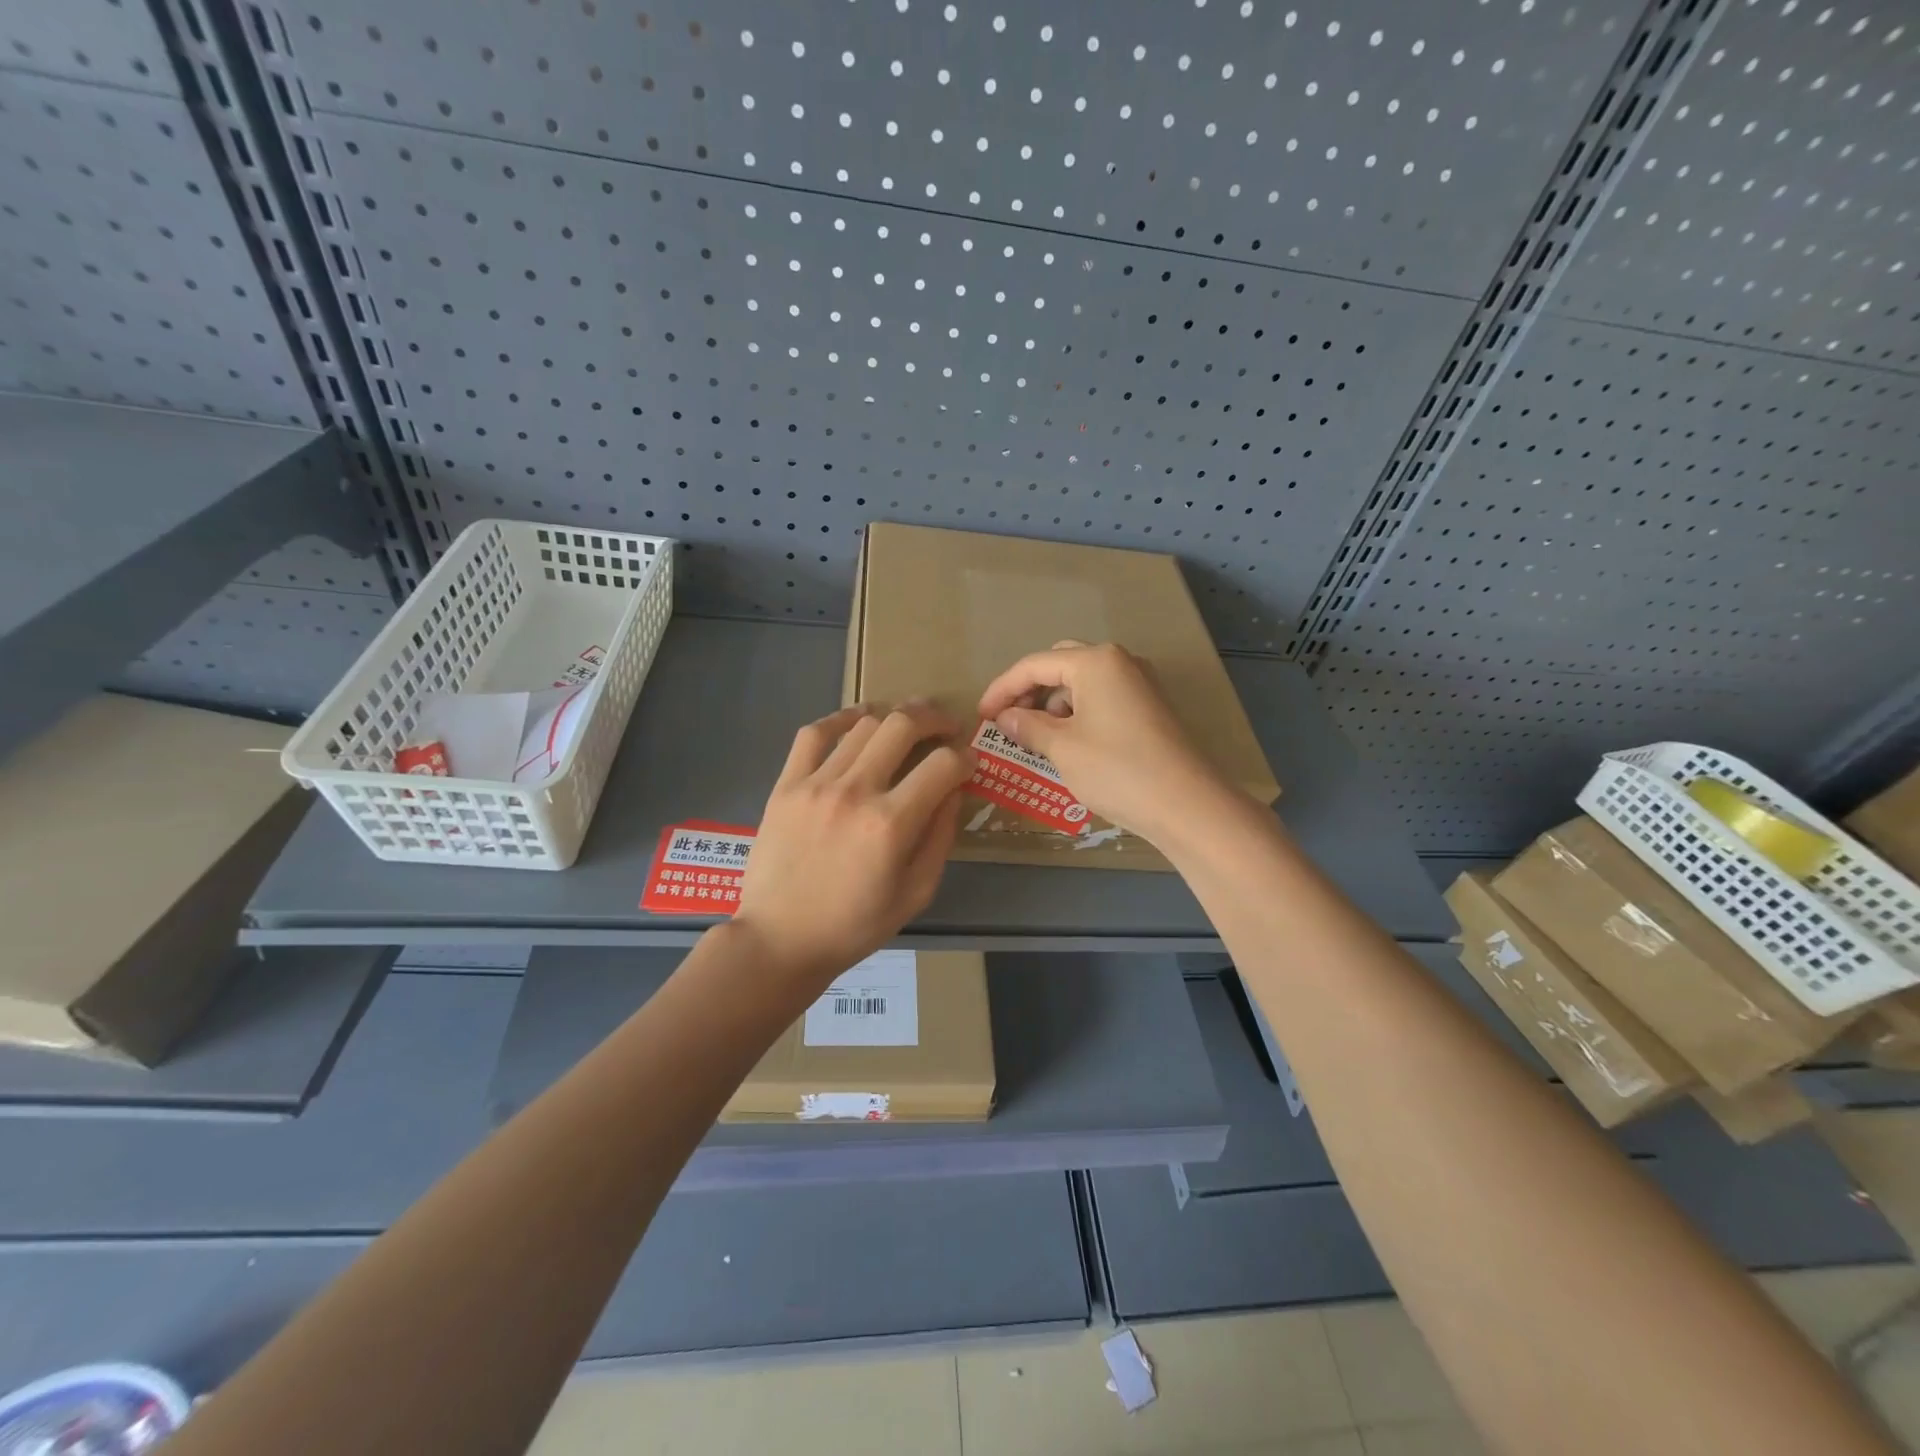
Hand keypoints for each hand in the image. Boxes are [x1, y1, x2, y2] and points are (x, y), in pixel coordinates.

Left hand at [737, 704, 972, 983]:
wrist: (779, 939)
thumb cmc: (854, 925)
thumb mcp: (916, 893)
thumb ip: (940, 837)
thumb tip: (954, 791)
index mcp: (891, 824)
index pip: (942, 765)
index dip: (965, 756)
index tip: (969, 761)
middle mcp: (855, 791)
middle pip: (904, 725)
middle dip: (935, 718)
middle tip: (947, 726)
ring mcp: (816, 783)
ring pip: (864, 724)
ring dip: (895, 717)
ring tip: (908, 725)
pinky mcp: (786, 784)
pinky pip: (815, 733)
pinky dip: (842, 718)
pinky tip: (860, 720)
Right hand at [977, 641, 1234, 844]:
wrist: (1187, 804)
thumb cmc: (1117, 770)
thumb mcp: (1062, 748)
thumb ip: (1028, 726)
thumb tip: (1005, 717)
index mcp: (1095, 661)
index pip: (1033, 665)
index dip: (1002, 689)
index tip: (981, 716)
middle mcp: (1120, 661)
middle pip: (1060, 665)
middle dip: (1029, 691)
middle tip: (1008, 721)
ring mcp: (1140, 683)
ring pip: (1082, 682)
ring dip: (1054, 703)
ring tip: (1037, 738)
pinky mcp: (1151, 707)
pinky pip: (1103, 698)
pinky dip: (1078, 714)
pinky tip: (1070, 743)